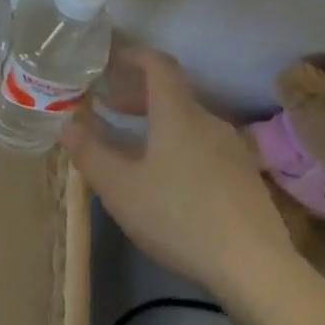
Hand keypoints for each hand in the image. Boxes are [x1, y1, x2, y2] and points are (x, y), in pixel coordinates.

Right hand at [63, 47, 294, 294]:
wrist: (255, 269)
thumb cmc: (178, 217)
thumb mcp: (119, 188)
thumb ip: (89, 152)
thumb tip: (69, 124)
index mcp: (178, 114)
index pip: (158, 64)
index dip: (133, 55)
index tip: (110, 60)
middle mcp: (209, 121)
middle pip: (173, 94)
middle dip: (138, 95)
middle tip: (110, 109)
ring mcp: (233, 150)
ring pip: (189, 122)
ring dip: (159, 123)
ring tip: (134, 147)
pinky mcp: (246, 178)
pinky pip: (206, 147)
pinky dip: (180, 146)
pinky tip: (169, 181)